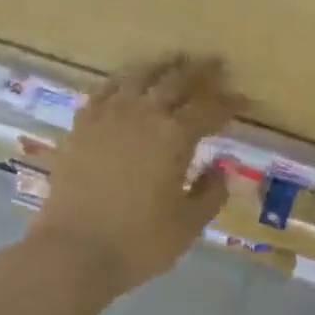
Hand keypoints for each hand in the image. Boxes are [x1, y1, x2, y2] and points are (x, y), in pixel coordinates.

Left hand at [28, 55, 238, 298]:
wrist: (72, 251)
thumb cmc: (137, 242)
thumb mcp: (187, 224)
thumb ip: (210, 192)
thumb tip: (222, 168)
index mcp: (174, 136)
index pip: (209, 108)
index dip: (229, 102)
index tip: (243, 99)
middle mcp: (142, 114)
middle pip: (175, 81)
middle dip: (199, 71)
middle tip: (214, 64)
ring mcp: (107, 116)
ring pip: (137, 77)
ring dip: (160, 67)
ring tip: (173, 63)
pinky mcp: (81, 126)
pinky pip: (104, 91)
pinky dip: (122, 82)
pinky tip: (126, 84)